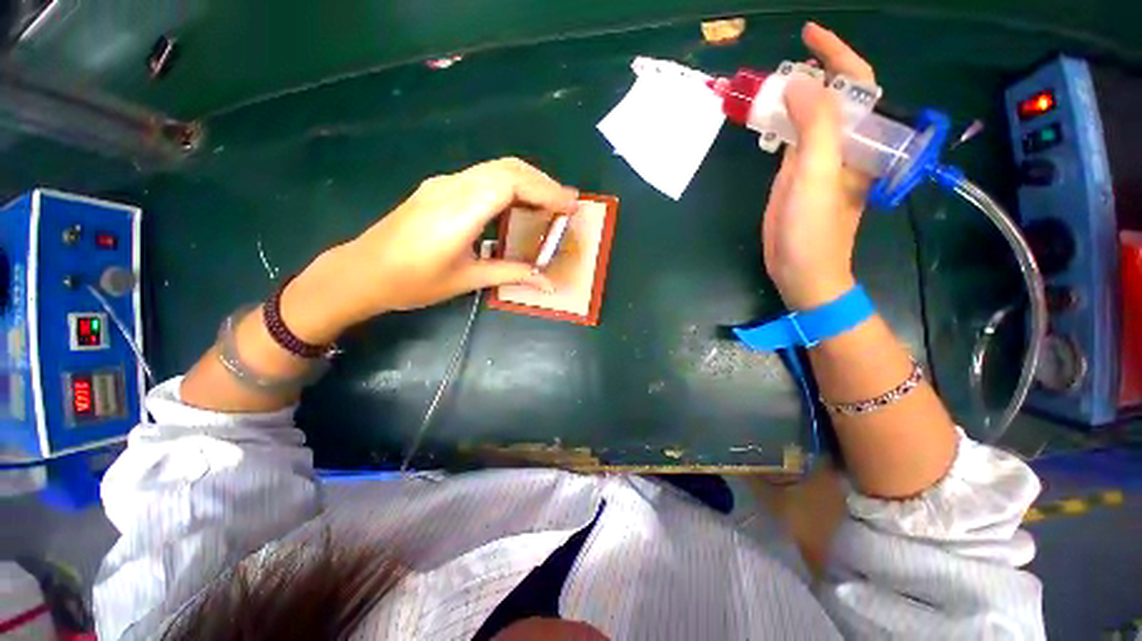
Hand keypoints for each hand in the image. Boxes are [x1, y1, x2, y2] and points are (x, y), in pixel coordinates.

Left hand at [281, 158, 578, 341]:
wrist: (361, 272)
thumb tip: (547, 283)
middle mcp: (452, 188)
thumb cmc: (412, 282)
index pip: (510, 184)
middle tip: (566, 203)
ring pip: (494, 168)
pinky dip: (509, 184)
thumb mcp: (467, 280)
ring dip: (527, 180)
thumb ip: (510, 274)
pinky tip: (518, 204)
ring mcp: (443, 184)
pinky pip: (482, 177)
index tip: (570, 206)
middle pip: (506, 168)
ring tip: (549, 203)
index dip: (545, 191)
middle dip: (542, 182)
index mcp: (458, 212)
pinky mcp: (439, 188)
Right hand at [762, 23, 875, 309]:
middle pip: (829, 96)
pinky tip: (763, 117)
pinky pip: (790, 138)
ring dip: (788, 97)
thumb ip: (816, 125)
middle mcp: (841, 143)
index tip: (808, 34)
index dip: (836, 54)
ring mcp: (815, 159)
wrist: (801, 268)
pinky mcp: (795, 175)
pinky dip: (777, 123)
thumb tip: (800, 81)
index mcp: (858, 138)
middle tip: (777, 64)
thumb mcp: (818, 174)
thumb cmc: (815, 228)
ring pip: (806, 116)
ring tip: (764, 85)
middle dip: (808, 72)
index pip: (855, 84)